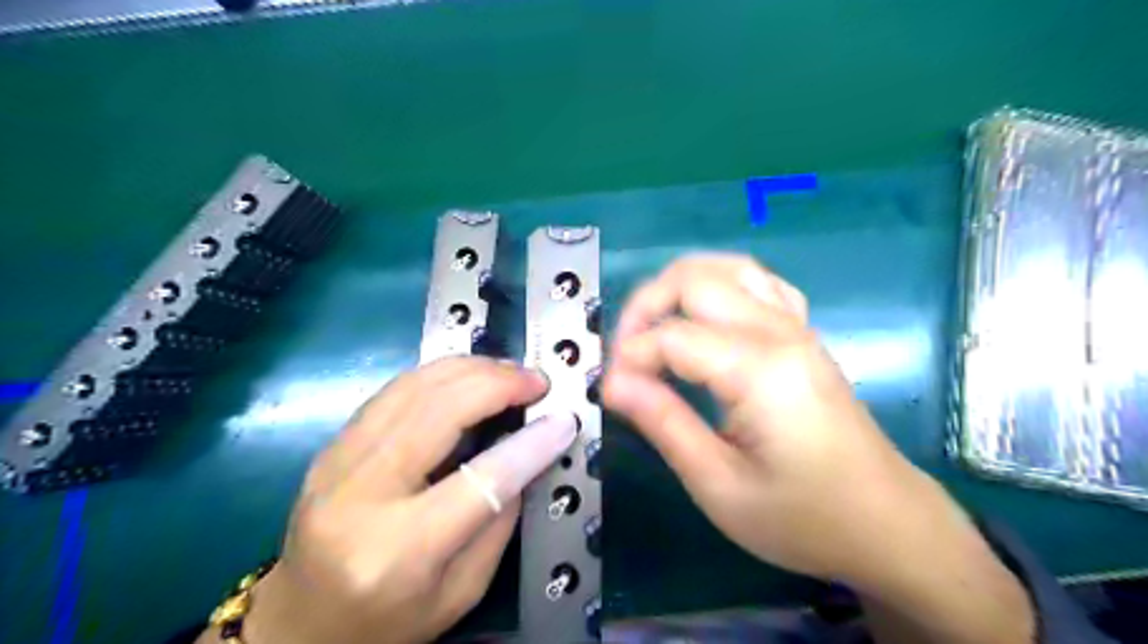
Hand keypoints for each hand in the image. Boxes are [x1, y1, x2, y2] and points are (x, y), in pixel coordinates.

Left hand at [202, 356, 579, 643]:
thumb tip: (527, 453)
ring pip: (412, 388)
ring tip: (508, 372)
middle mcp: (360, 496)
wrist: (298, 625)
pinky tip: (469, 376)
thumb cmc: (385, 623)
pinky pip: (394, 391)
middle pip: (438, 413)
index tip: (563, 419)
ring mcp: (336, 462)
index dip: (530, 444)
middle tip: (535, 382)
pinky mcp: (332, 445)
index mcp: (397, 550)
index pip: (480, 481)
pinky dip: (440, 374)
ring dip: (470, 369)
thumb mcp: (460, 592)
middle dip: (497, 385)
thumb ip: (499, 521)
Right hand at [605, 254, 921, 579]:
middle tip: (625, 356)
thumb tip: (613, 383)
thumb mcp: (720, 485)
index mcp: (760, 370)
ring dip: (678, 288)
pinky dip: (718, 286)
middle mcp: (779, 332)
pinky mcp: (803, 335)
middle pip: (694, 279)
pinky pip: (758, 283)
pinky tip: (705, 320)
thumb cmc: (804, 518)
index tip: (609, 393)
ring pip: (726, 268)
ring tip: (654, 330)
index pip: (672, 337)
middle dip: (644, 307)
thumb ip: (664, 423)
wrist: (887, 525)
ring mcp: (797, 327)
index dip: (629, 359)